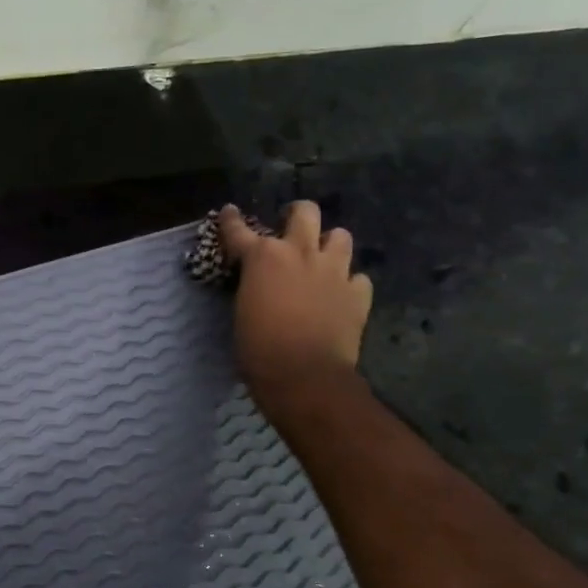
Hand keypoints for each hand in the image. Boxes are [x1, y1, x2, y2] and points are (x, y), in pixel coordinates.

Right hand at [219, 201, 373, 414]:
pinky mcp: (358, 293)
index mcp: (263, 257)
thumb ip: (252, 286)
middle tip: (291, 227)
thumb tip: (258, 283)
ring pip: (340, 236)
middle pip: (305, 212)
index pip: (239, 230)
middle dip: (297, 214)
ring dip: (329, 245)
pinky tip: (341, 295)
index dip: (231, 220)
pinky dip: (349, 283)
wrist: (304, 375)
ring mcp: (334, 271)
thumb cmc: (259, 349)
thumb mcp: (243, 311)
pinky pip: (358, 277)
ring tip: (322, 260)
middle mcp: (300, 253)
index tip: (229, 211)